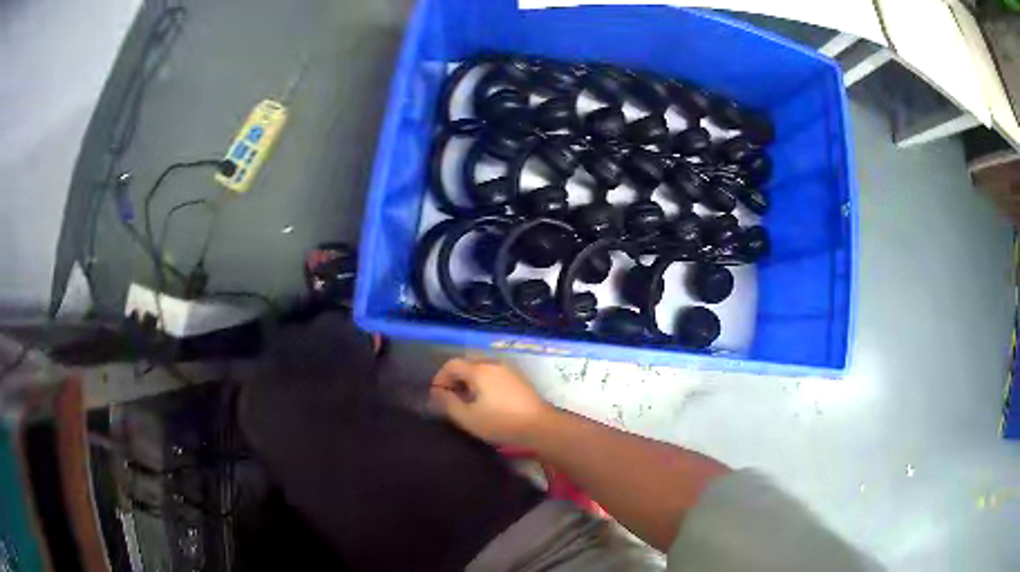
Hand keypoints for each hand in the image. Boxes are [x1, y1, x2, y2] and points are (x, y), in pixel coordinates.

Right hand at [430, 358, 551, 446]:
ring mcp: (508, 369)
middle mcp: (493, 363)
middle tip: (451, 397)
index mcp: (479, 370)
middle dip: (455, 377)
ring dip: (470, 380)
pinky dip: (484, 382)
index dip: (440, 377)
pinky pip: (494, 373)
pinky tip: (486, 400)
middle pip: (467, 363)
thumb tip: (436, 392)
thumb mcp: (468, 417)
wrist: (539, 426)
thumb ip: (448, 403)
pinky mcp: (518, 378)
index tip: (437, 395)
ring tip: (467, 401)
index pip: (452, 364)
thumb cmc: (500, 422)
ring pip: (482, 368)